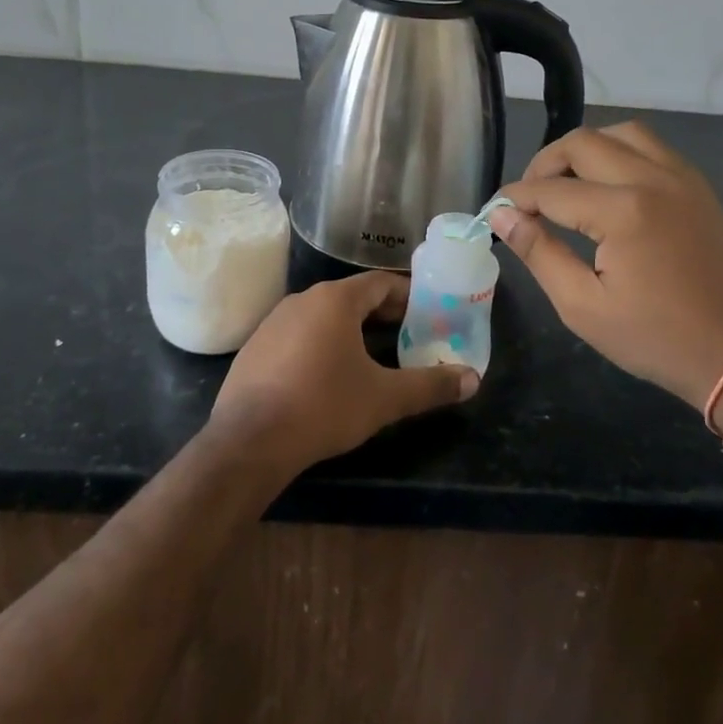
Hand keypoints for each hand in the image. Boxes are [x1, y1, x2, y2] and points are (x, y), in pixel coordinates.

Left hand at [210, 271, 479, 472]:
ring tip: (371, 356)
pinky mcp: (255, 347)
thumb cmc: (323, 406)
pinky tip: (326, 375)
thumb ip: (430, 385)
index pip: (380, 283)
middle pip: (351, 297)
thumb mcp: (384, 398)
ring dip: (349, 329)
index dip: (407, 295)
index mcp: (335, 300)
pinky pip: (297, 334)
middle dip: (381, 314)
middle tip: (407, 335)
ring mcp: (273, 321)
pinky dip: (319, 344)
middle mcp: (303, 299)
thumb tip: (473, 379)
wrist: (249, 441)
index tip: (426, 313)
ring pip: (322, 315)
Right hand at [489, 123, 722, 412]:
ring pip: (620, 133)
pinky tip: (608, 184)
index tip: (496, 211)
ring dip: (585, 149)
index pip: (550, 190)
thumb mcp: (582, 305)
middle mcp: (652, 179)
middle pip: (582, 143)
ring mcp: (680, 177)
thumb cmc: (654, 338)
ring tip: (568, 182)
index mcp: (622, 211)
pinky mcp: (697, 186)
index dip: (515, 198)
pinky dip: (620, 152)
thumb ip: (538, 252)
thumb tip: (502, 216)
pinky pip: (651, 146)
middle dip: (544, 165)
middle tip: (528, 198)